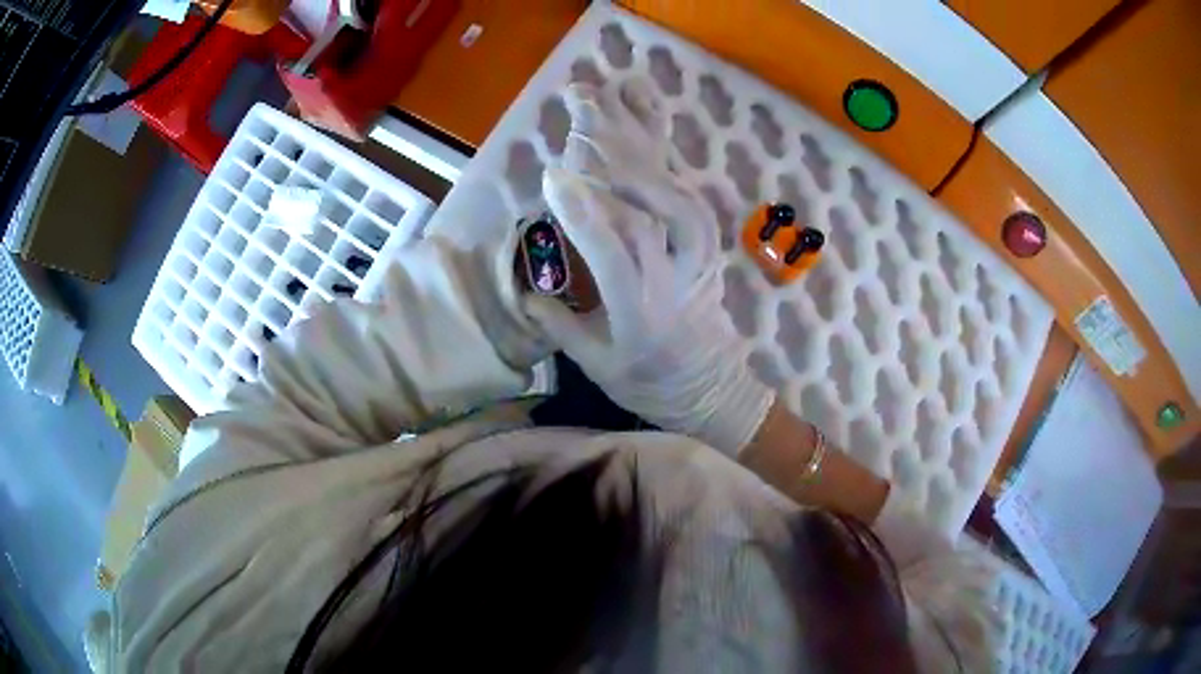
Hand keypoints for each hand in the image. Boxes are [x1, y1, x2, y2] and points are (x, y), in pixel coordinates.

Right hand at [526, 82, 773, 455]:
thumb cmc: (649, 383)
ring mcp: (700, 256)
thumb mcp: (596, 364)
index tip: (553, 176)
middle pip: (655, 208)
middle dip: (617, 155)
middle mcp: (677, 275)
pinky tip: (648, 127)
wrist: (711, 388)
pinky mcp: (709, 244)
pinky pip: (691, 192)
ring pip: (680, 192)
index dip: (585, 212)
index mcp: (643, 310)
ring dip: (646, 147)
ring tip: (615, 103)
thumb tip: (526, 290)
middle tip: (583, 109)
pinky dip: (668, 157)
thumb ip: (560, 324)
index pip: (616, 249)